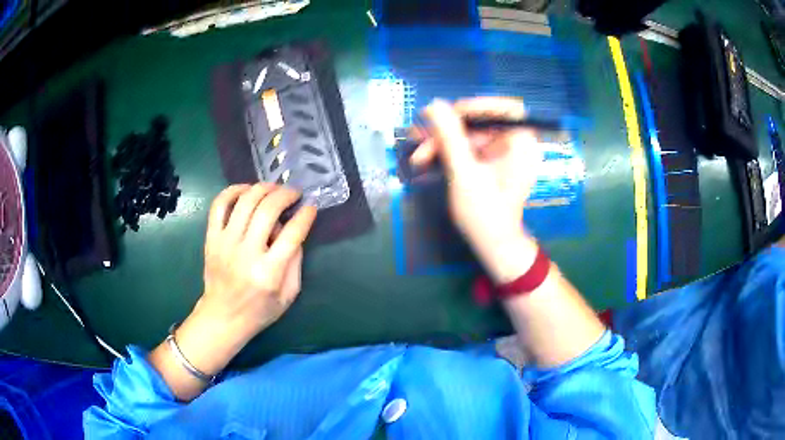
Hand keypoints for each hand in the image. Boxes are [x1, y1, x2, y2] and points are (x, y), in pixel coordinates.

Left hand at [169, 184, 316, 379]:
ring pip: (245, 201)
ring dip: (263, 188)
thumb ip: (295, 261)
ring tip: (273, 188)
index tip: (311, 207)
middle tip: (294, 193)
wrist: (223, 316)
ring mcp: (226, 243)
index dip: (305, 215)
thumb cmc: (260, 310)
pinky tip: (246, 190)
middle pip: (268, 209)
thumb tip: (293, 229)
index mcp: (269, 272)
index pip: (292, 233)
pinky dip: (233, 191)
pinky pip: (219, 205)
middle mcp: (247, 253)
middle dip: (286, 195)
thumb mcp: (289, 294)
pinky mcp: (211, 238)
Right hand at [411, 97, 542, 281]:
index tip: (450, 113)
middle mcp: (515, 144)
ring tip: (417, 155)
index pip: (505, 108)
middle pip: (481, 122)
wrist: (492, 246)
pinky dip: (449, 152)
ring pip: (469, 135)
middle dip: (448, 130)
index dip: (478, 105)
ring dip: (442, 142)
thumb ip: (450, 137)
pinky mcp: (491, 163)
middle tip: (420, 137)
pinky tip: (427, 159)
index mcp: (522, 144)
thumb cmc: (485, 213)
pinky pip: (469, 148)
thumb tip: (435, 104)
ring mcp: (503, 154)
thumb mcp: (464, 173)